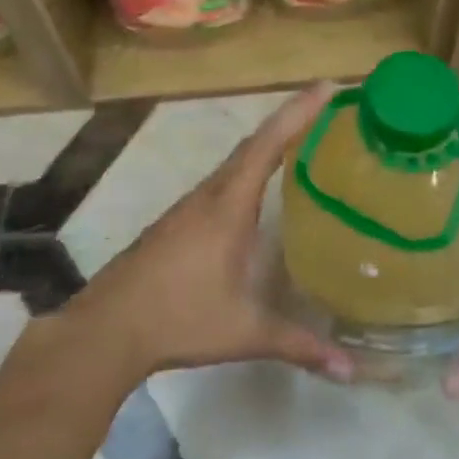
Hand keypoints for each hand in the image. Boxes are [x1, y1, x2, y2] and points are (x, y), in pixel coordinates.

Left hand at [68, 83, 354, 386]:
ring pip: (235, 162)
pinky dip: (247, 169)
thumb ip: (299, 345)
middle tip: (326, 108)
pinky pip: (221, 181)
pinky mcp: (176, 222)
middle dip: (290, 121)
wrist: (105, 330)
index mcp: (229, 205)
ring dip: (267, 145)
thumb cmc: (178, 318)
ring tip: (302, 142)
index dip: (298, 112)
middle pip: (254, 144)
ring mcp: (189, 207)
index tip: (327, 86)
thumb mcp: (245, 332)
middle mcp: (210, 195)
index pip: (268, 144)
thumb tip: (353, 372)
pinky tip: (258, 192)